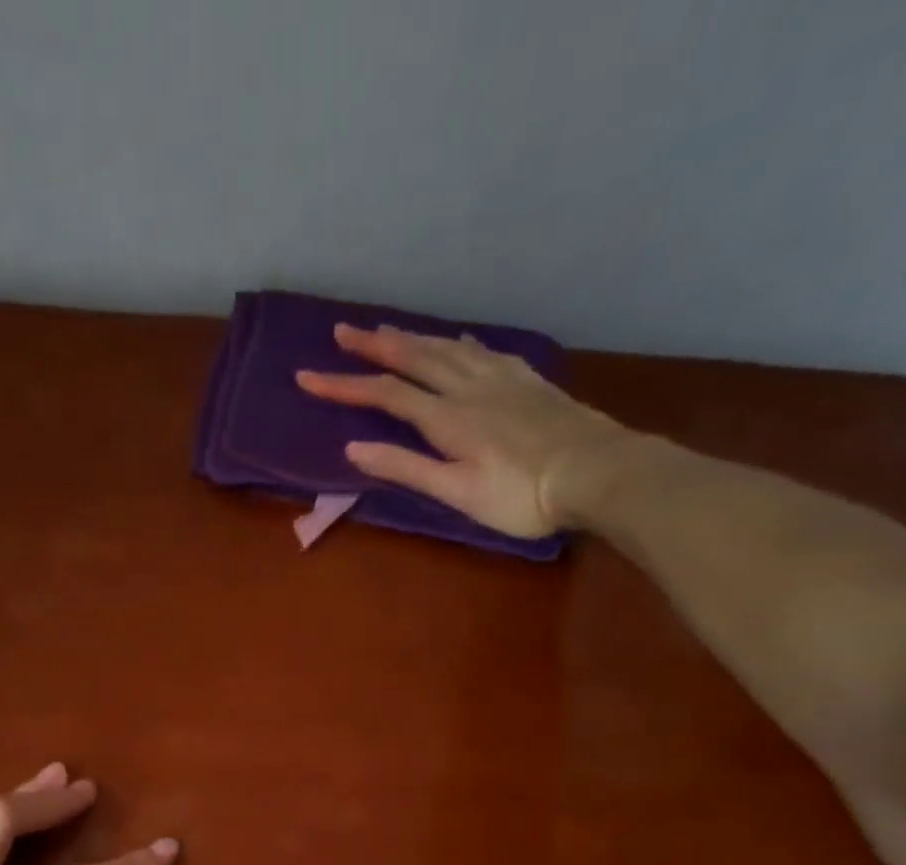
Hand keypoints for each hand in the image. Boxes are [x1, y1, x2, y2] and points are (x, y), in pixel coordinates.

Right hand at [296, 323, 635, 537]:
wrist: (598, 473)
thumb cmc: (521, 495)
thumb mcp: (456, 492)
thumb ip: (406, 468)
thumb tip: (353, 448)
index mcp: (446, 418)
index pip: (384, 394)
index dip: (343, 385)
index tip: (306, 377)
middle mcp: (468, 387)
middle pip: (414, 358)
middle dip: (373, 345)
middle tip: (341, 330)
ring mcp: (501, 379)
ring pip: (447, 348)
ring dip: (412, 337)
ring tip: (386, 328)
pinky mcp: (528, 381)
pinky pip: (484, 351)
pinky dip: (459, 342)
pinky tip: (458, 339)